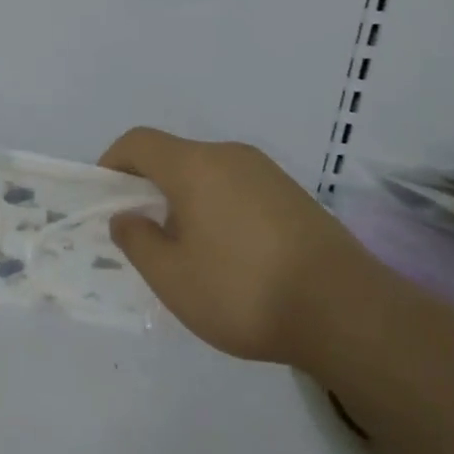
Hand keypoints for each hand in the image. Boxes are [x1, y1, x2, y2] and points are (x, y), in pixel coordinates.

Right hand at [101, 127, 402, 373]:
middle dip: (150, 187)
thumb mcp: (173, 278)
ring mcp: (266, 173)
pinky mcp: (294, 195)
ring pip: (208, 174)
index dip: (113, 162)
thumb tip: (126, 217)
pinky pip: (239, 189)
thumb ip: (138, 241)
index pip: (139, 142)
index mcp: (195, 165)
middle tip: (145, 234)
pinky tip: (232, 256)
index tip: (105, 197)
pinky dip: (219, 208)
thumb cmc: (244, 291)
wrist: (348, 311)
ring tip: (189, 251)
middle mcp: (230, 155)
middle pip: (175, 156)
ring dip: (187, 200)